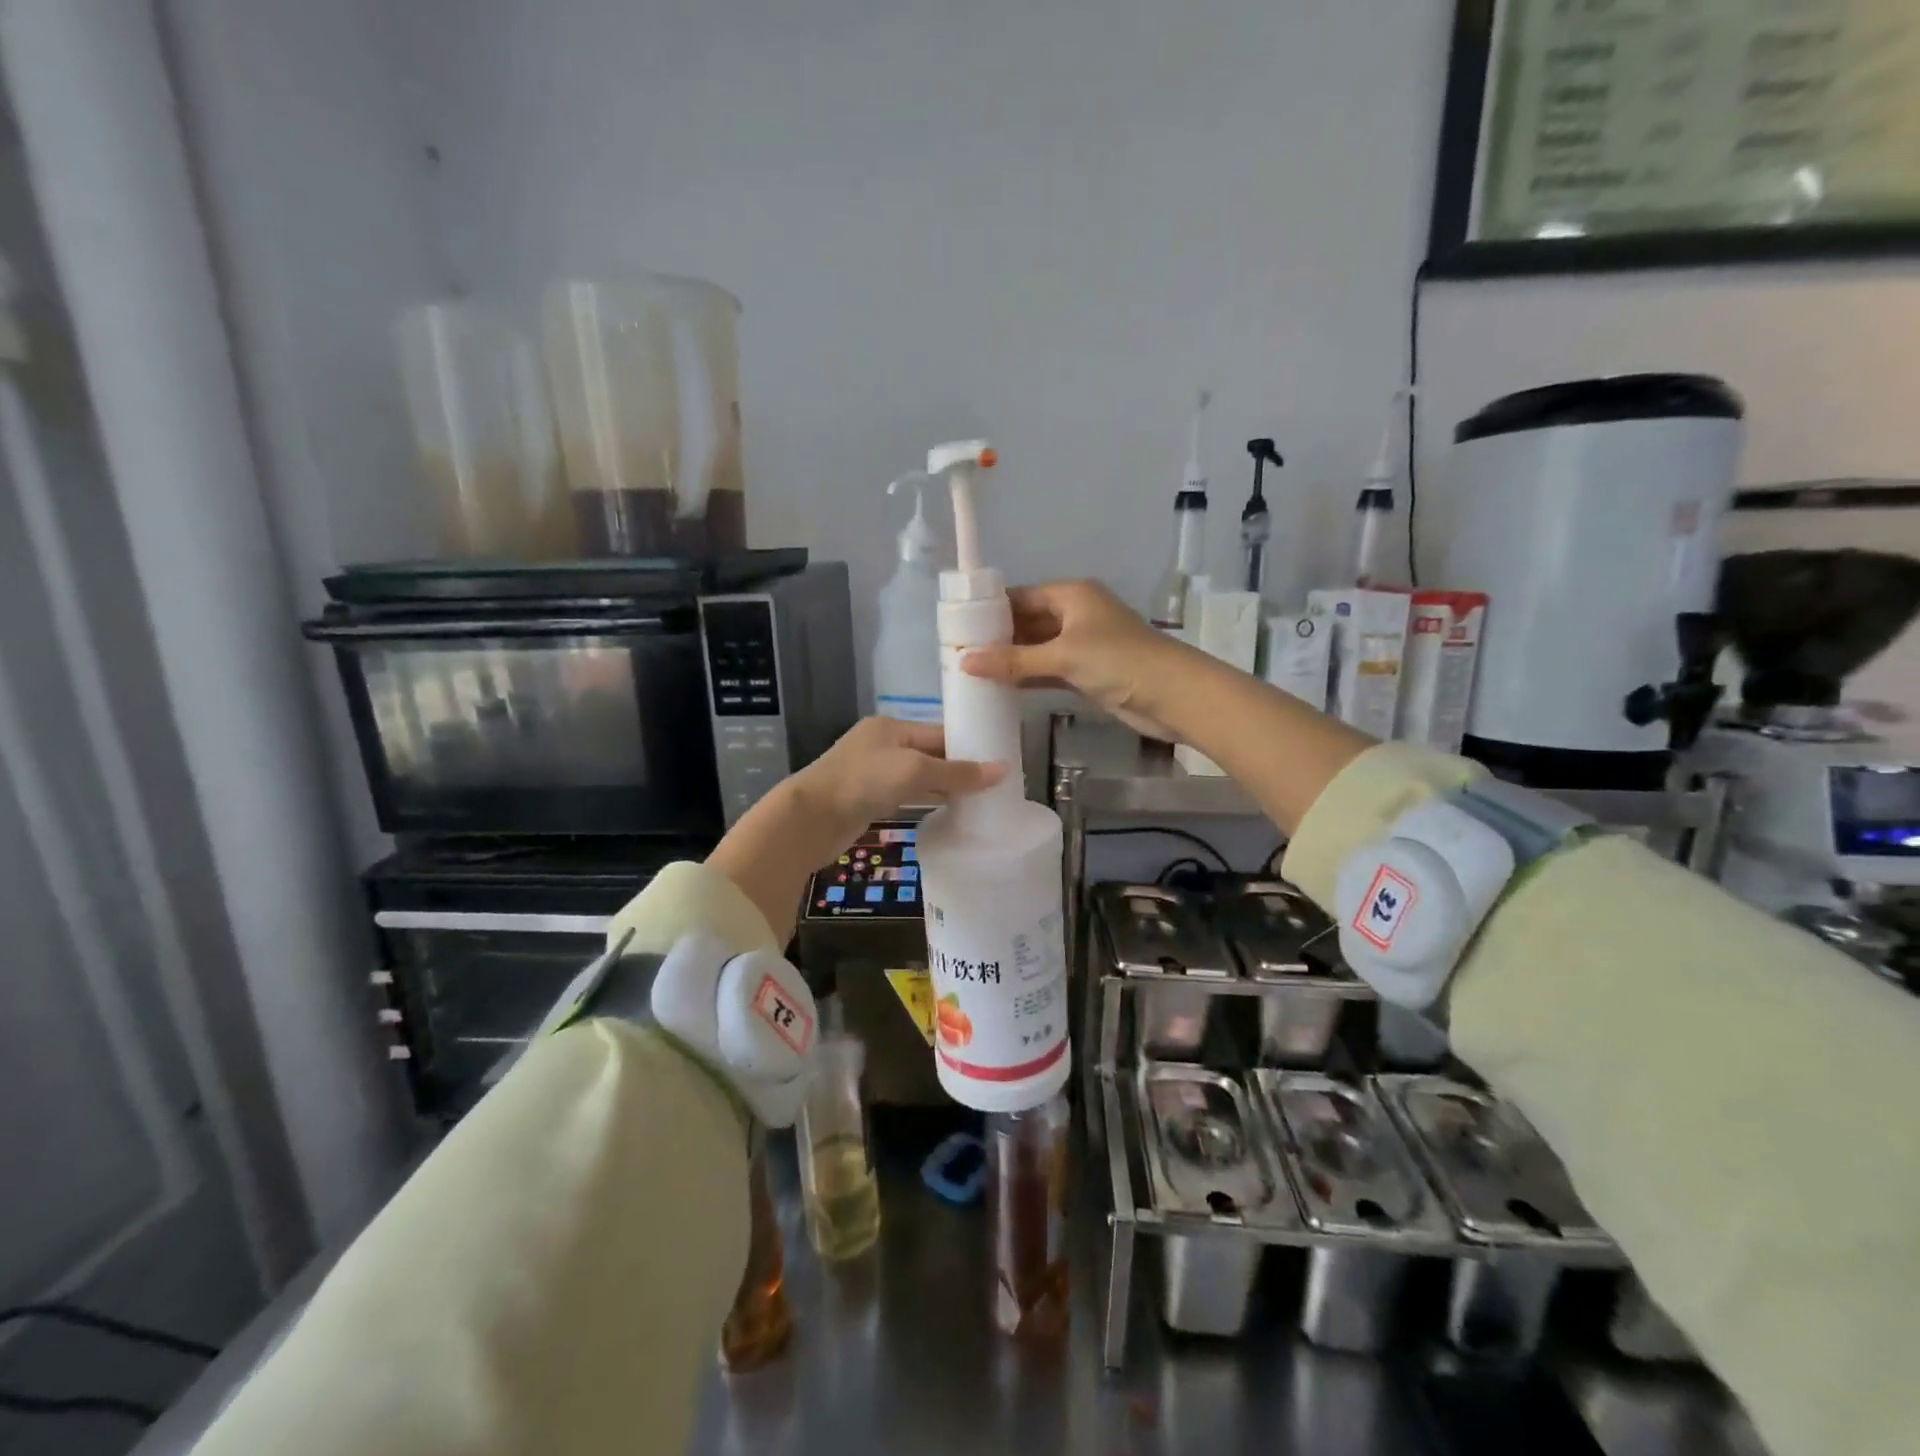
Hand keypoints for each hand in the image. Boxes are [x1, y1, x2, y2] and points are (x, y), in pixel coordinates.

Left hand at [788, 717, 1006, 859]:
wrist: (810, 819)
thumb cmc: (863, 782)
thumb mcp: (914, 770)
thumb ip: (957, 772)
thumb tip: (1003, 770)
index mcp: (892, 726)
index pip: (940, 733)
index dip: (970, 747)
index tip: (1001, 763)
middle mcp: (883, 744)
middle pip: (931, 753)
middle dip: (960, 768)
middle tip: (996, 786)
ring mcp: (873, 772)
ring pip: (919, 776)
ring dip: (945, 786)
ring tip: (980, 800)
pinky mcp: (868, 798)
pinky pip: (907, 794)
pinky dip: (927, 800)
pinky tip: (948, 811)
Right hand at [960, 579, 1188, 738]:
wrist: (1172, 695)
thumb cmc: (1117, 661)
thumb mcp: (1062, 656)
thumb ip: (1013, 660)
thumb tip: (964, 662)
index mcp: (1072, 595)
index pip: (1022, 596)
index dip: (992, 610)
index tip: (958, 627)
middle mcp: (1076, 614)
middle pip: (1029, 621)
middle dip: (998, 637)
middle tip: (959, 653)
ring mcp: (1083, 645)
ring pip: (1038, 648)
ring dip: (1012, 660)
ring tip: (972, 671)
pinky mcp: (1089, 673)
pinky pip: (1050, 670)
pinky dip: (1029, 677)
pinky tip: (1001, 688)